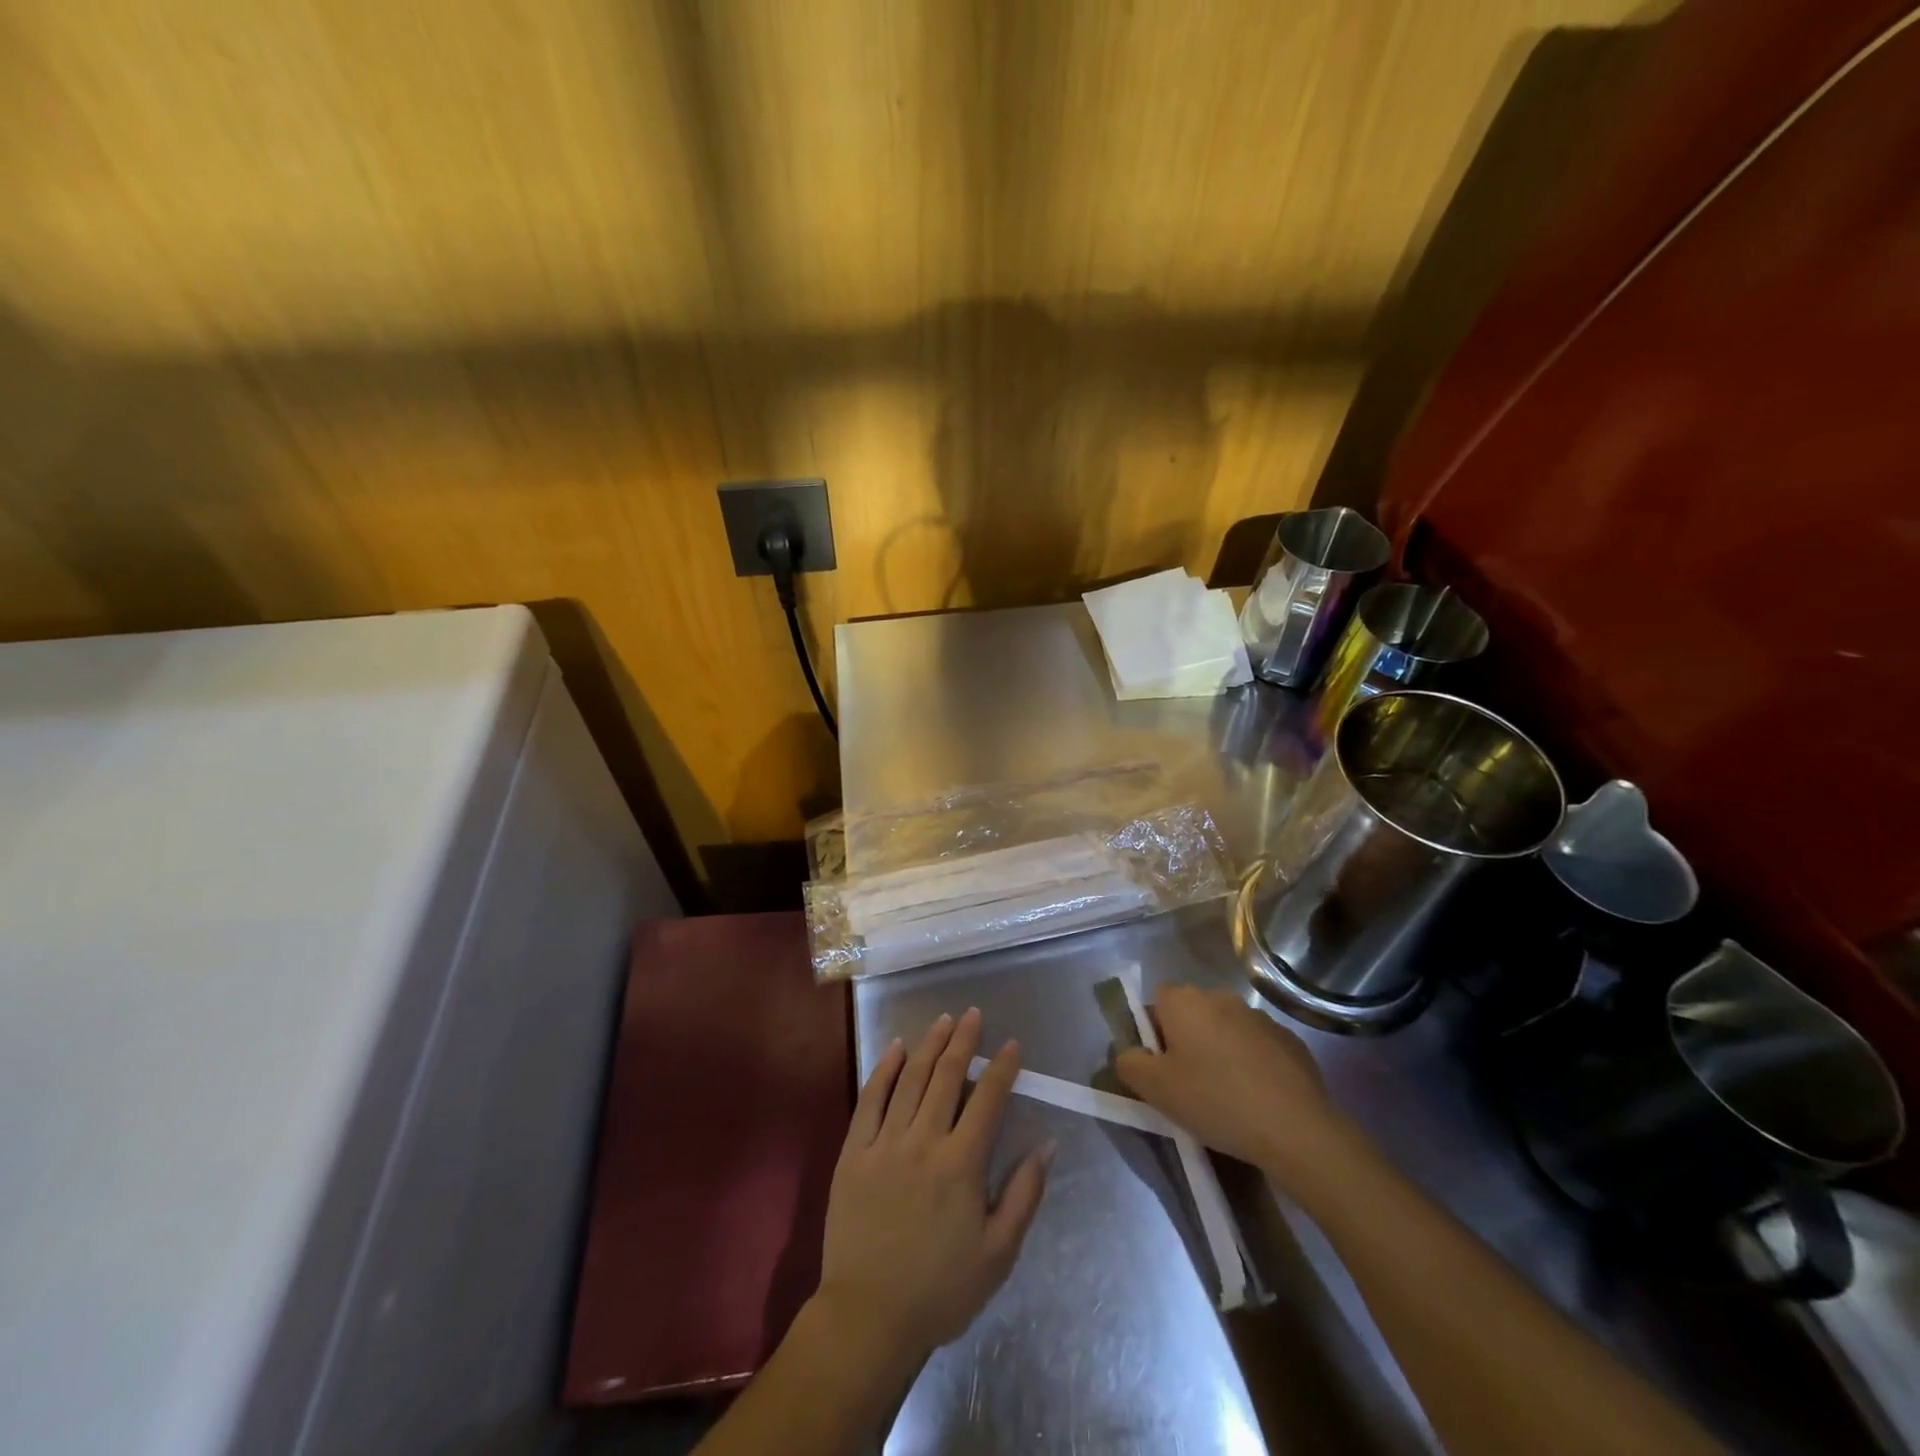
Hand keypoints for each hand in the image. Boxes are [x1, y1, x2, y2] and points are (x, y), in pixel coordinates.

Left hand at [814, 1008, 1053, 1361]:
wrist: (868, 1317)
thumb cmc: (941, 1289)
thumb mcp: (998, 1253)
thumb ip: (1024, 1194)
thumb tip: (1047, 1143)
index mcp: (961, 1164)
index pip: (987, 1100)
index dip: (1001, 1068)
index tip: (1011, 1044)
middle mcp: (924, 1141)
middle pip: (946, 1076)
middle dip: (964, 1041)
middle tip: (974, 1014)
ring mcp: (884, 1142)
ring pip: (910, 1078)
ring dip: (928, 1044)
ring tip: (943, 1020)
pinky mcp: (853, 1152)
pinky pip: (870, 1099)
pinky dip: (884, 1069)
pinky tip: (895, 1047)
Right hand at [1115, 984, 1345, 1180]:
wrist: (1296, 1129)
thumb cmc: (1215, 1101)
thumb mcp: (1155, 1090)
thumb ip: (1130, 1064)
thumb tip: (1131, 1054)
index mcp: (1184, 1001)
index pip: (1157, 1000)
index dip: (1154, 1030)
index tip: (1162, 1065)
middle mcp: (1220, 997)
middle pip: (1192, 1013)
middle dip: (1188, 1040)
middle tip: (1190, 1083)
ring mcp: (1259, 1017)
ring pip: (1226, 1029)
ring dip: (1221, 1050)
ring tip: (1227, 1096)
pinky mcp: (1290, 1040)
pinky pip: (1258, 1046)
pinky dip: (1253, 1064)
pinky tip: (1258, 1099)